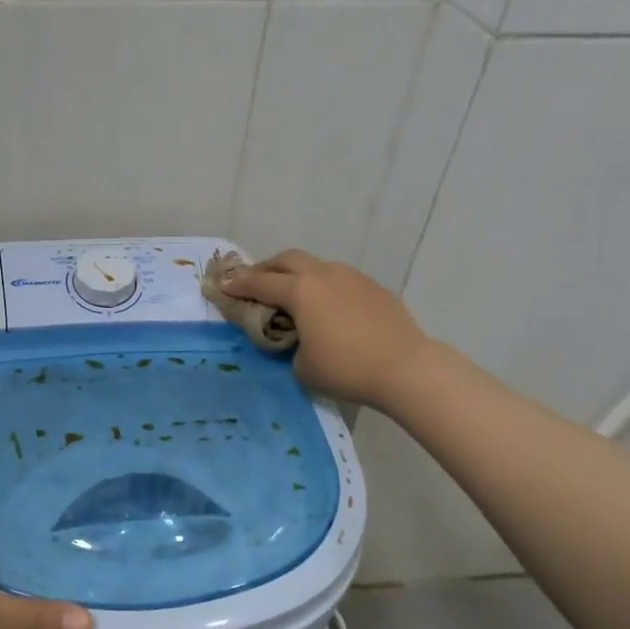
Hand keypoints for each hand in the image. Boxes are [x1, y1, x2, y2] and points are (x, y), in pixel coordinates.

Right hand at [220, 250, 435, 407]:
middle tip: (255, 282)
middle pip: (288, 260)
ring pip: (317, 266)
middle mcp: (324, 275)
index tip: (224, 286)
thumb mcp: (302, 366)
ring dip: (298, 275)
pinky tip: (328, 308)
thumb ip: (291, 347)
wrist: (405, 368)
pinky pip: (340, 280)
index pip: (260, 283)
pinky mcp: (374, 289)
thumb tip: (299, 340)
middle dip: (267, 269)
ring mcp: (352, 278)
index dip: (239, 285)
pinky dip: (324, 287)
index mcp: (300, 291)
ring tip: (293, 293)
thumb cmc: (345, 368)